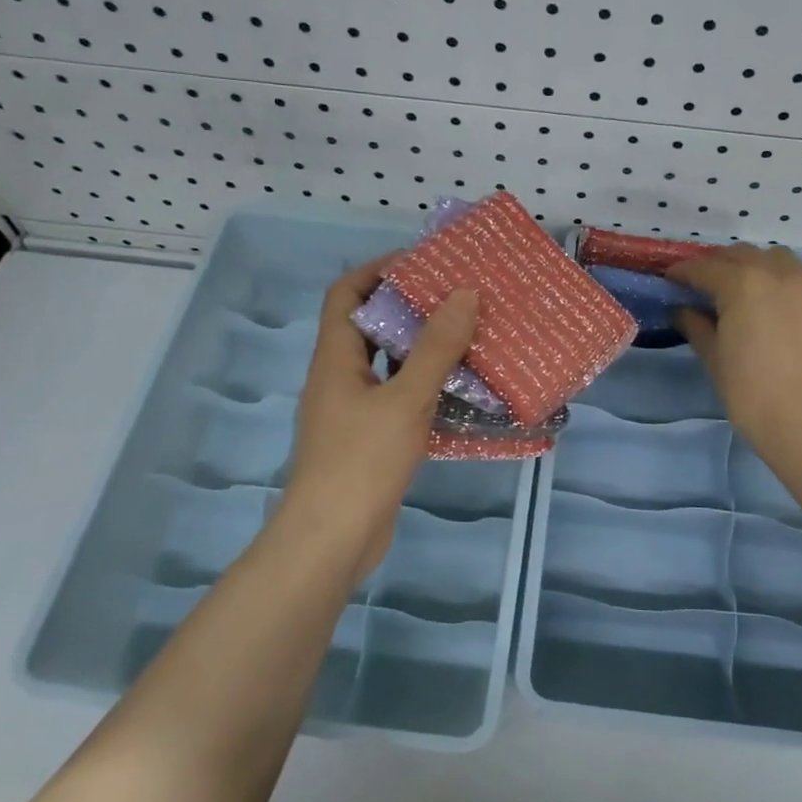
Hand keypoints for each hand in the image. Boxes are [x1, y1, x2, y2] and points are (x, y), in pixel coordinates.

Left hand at [280, 256, 476, 581]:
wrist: (333, 539)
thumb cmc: (363, 461)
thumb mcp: (405, 400)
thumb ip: (436, 349)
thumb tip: (464, 294)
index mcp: (335, 358)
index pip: (346, 294)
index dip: (378, 270)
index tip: (422, 262)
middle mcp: (340, 378)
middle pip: (371, 327)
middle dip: (411, 309)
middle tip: (457, 299)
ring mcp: (353, 412)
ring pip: (389, 367)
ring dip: (423, 351)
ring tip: (468, 338)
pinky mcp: (369, 440)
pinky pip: (399, 400)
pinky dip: (426, 389)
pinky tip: (462, 393)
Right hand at [669, 245, 801, 459]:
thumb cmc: (748, 390)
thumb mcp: (713, 357)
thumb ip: (695, 326)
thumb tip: (682, 310)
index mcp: (741, 284)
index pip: (704, 268)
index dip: (683, 272)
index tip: (670, 279)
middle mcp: (775, 274)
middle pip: (740, 255)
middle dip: (717, 264)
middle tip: (702, 284)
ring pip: (774, 258)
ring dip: (752, 264)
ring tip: (741, 286)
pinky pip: (798, 278)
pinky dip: (779, 281)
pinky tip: (772, 305)